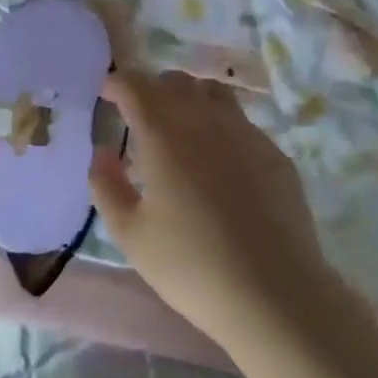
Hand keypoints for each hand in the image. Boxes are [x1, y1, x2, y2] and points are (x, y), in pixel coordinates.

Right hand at [91, 68, 330, 346]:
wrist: (275, 294)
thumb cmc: (191, 266)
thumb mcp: (131, 235)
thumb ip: (106, 186)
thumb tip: (102, 152)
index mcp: (164, 135)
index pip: (135, 86)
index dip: (117, 82)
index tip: (106, 93)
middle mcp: (205, 121)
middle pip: (175, 82)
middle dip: (152, 89)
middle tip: (139, 114)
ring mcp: (246, 134)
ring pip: (213, 93)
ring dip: (189, 98)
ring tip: (180, 127)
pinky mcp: (274, 154)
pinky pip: (241, 121)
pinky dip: (220, 124)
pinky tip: (220, 161)